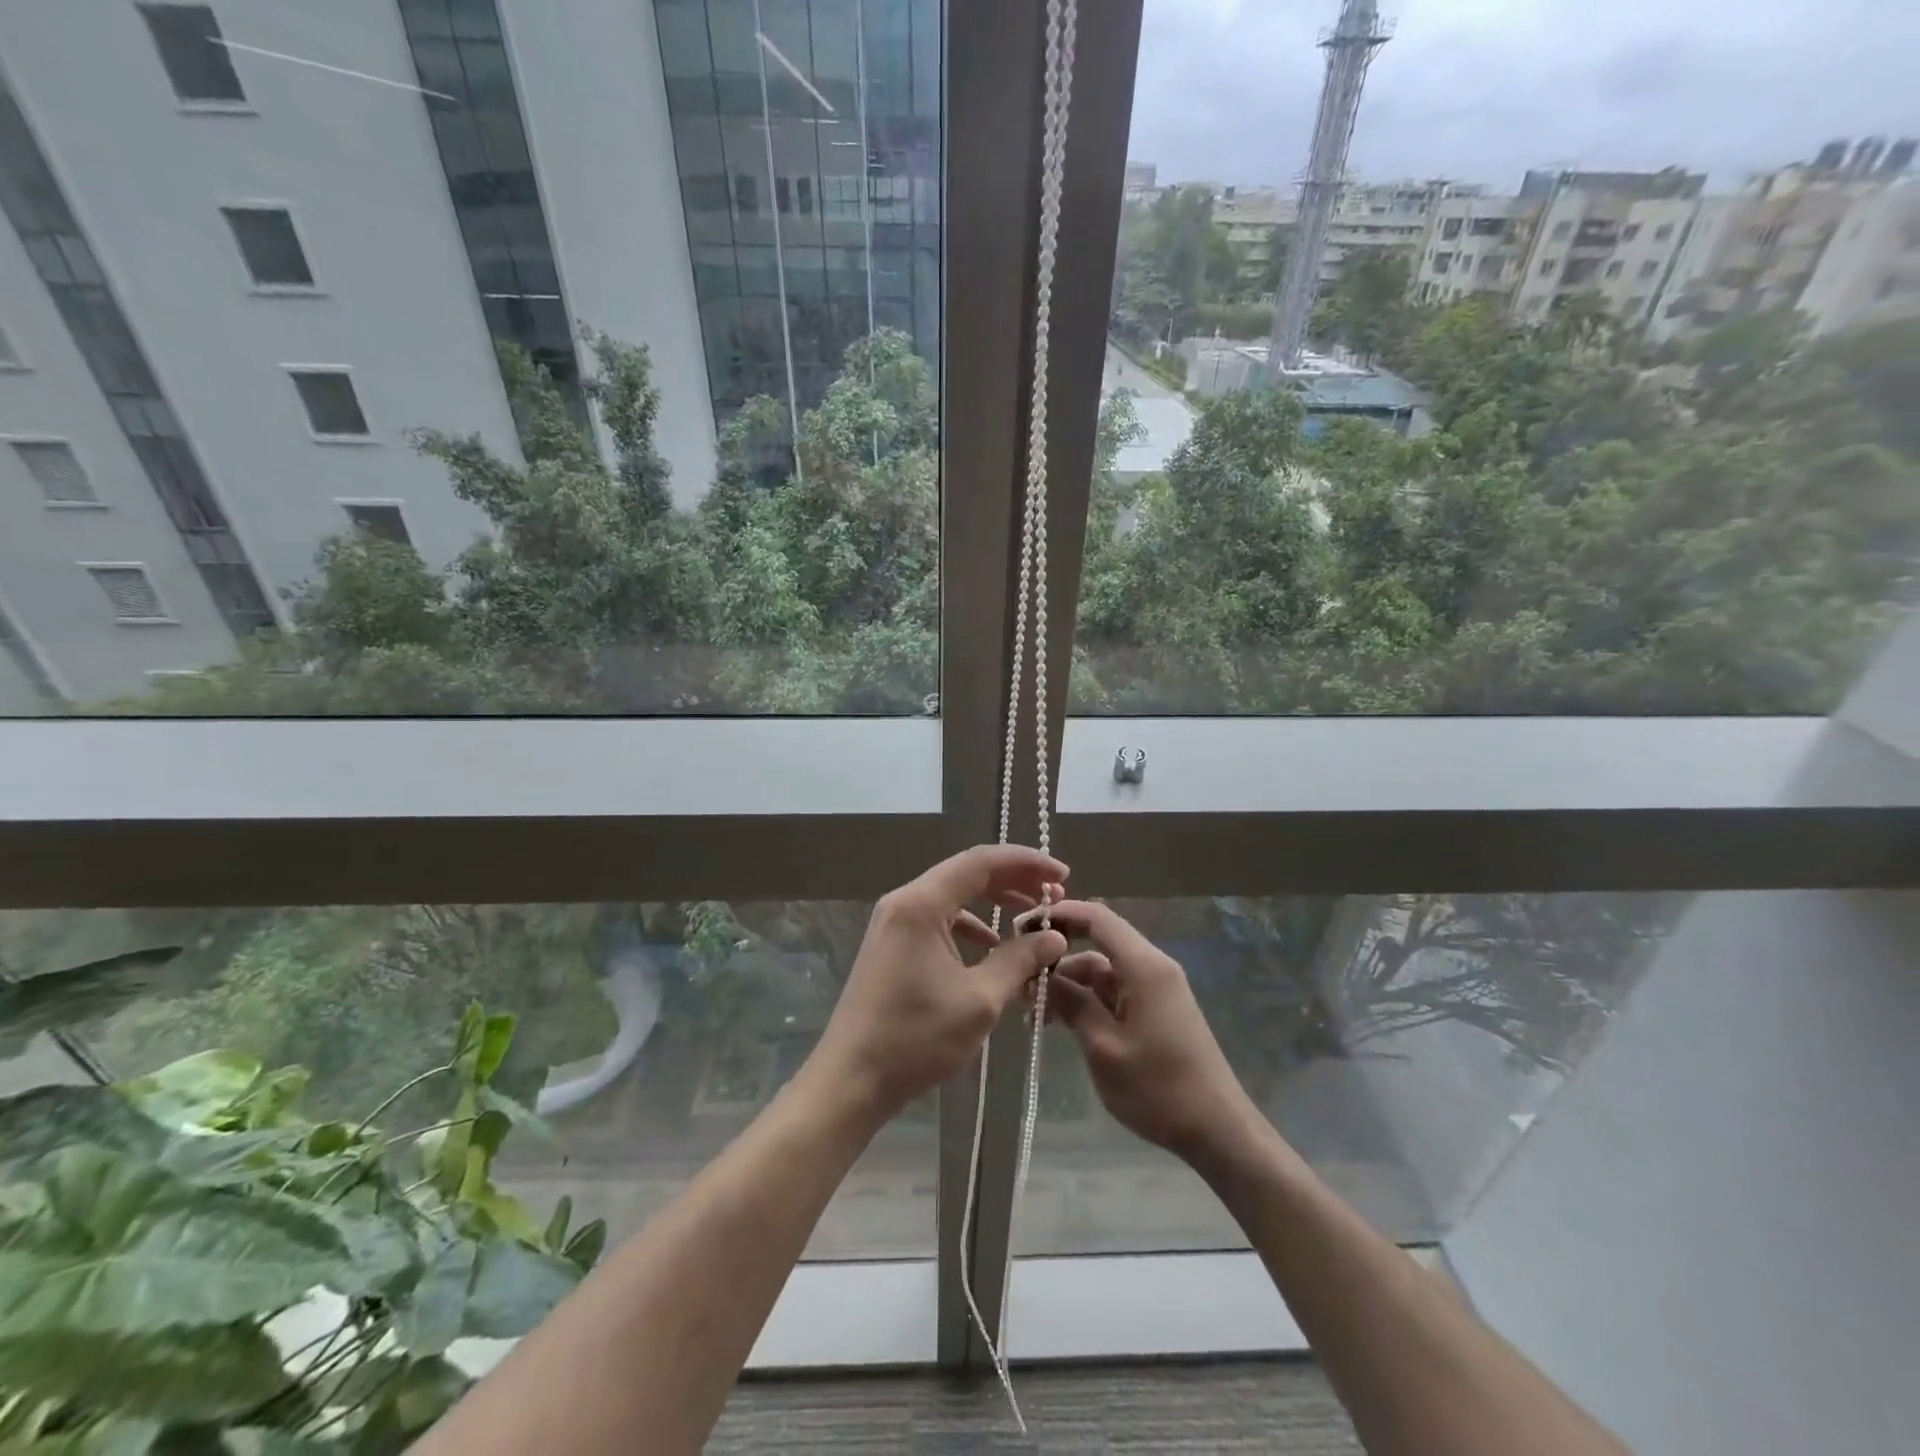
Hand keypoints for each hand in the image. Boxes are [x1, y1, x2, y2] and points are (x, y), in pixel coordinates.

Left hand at [808, 846, 1069, 1121]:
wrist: (850, 1081)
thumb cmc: (915, 1038)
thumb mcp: (979, 1000)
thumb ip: (1019, 960)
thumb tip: (1054, 937)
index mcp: (921, 903)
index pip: (981, 861)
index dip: (1026, 863)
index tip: (1062, 875)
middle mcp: (904, 902)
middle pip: (967, 873)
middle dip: (1013, 881)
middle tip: (1054, 896)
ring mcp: (894, 923)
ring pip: (953, 897)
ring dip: (994, 903)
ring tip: (1031, 919)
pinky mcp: (892, 946)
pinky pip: (938, 920)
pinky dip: (970, 926)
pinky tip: (991, 946)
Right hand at [1038, 900, 1261, 1163]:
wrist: (1217, 1130)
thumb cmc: (1158, 1088)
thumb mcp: (1104, 1047)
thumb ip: (1073, 1004)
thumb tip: (1043, 975)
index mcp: (1144, 966)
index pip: (1097, 918)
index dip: (1059, 915)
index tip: (1023, 927)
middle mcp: (1152, 967)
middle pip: (1097, 943)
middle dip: (1058, 957)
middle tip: (1022, 979)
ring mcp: (1155, 989)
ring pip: (1102, 970)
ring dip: (1069, 984)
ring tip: (1035, 1013)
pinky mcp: (1156, 1009)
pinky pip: (1114, 991)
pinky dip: (1087, 1000)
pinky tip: (1062, 1022)